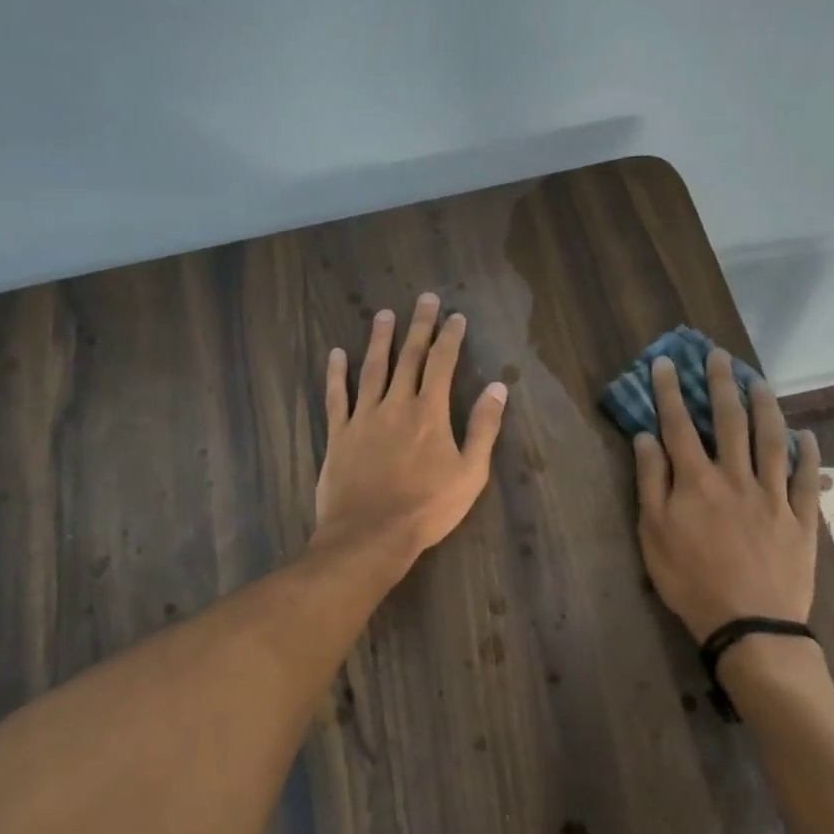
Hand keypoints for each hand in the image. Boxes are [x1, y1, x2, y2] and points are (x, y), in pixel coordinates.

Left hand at [312, 293, 508, 563]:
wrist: (371, 534)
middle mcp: (396, 404)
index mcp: (430, 413)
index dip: (450, 337)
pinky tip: (336, 354)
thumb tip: (498, 388)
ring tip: (383, 314)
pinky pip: (336, 396)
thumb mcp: (471, 473)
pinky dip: (336, 373)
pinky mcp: (339, 434)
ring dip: (379, 339)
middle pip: (409, 357)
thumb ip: (484, 428)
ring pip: (372, 368)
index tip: (455, 316)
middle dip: (419, 326)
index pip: (442, 364)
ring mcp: (363, 417)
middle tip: (424, 299)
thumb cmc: (427, 507)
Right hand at [633, 352, 821, 643]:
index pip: (679, 425)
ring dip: (765, 406)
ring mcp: (773, 496)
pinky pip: (805, 478)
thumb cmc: (691, 581)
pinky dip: (807, 453)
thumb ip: (651, 482)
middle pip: (729, 421)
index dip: (670, 391)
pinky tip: (806, 434)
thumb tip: (646, 437)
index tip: (665, 362)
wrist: (750, 625)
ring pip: (771, 440)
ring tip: (760, 380)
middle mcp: (736, 477)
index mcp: (696, 481)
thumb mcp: (653, 534)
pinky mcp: (801, 518)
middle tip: (719, 355)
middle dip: (721, 384)